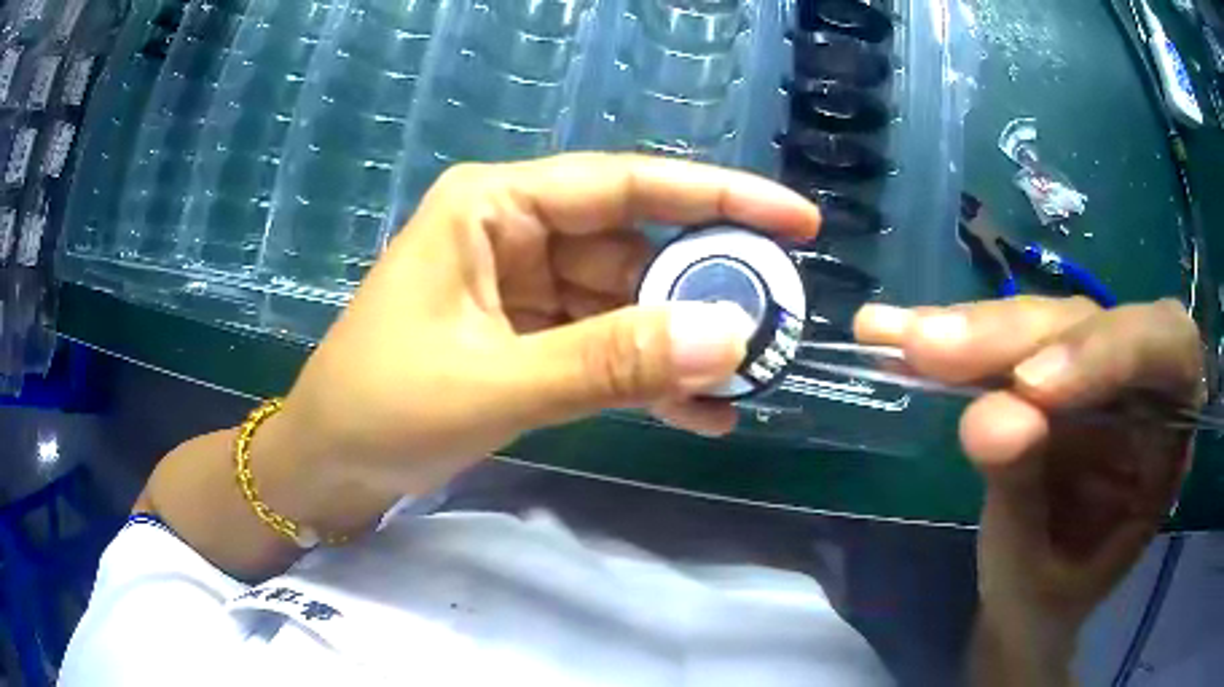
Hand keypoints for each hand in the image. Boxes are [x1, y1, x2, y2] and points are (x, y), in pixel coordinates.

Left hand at [279, 153, 818, 498]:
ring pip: (625, 304)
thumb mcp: (494, 384)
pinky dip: (645, 378)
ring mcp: (521, 288)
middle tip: (778, 326)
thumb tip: (730, 338)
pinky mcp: (523, 339)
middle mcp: (514, 231)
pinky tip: (698, 414)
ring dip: (680, 345)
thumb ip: (611, 360)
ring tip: (748, 380)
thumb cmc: (380, 410)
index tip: (798, 221)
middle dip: (705, 290)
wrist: (326, 466)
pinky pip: (601, 347)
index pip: (628, 184)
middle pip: (635, 247)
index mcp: (495, 205)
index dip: (721, 198)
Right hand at [855, 297, 1204, 678]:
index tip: (1032, 390)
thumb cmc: (1049, 602)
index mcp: (1168, 436)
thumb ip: (1024, 499)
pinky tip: (891, 331)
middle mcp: (1137, 386)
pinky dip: (951, 339)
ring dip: (972, 332)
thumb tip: (987, 421)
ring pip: (1042, 323)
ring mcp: (1088, 374)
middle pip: (1091, 321)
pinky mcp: (1044, 372)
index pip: (1167, 350)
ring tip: (900, 338)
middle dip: (1017, 336)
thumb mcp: (1039, 574)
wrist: (1029, 607)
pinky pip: (1003, 342)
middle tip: (934, 350)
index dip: (1110, 352)